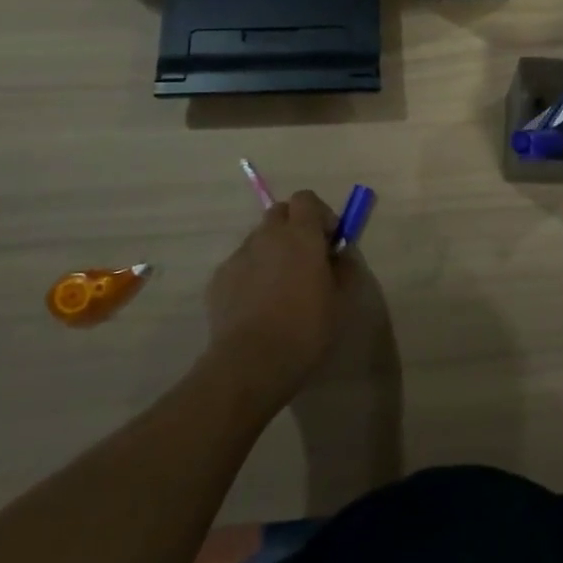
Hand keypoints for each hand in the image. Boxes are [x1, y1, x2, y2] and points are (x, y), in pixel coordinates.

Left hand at [204, 191, 357, 406]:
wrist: (251, 363)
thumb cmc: (305, 329)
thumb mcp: (341, 301)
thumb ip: (344, 268)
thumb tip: (341, 253)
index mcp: (300, 235)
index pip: (306, 199)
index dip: (320, 214)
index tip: (329, 240)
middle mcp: (267, 236)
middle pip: (280, 212)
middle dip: (294, 226)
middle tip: (307, 257)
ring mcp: (239, 256)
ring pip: (259, 239)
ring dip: (273, 250)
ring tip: (281, 285)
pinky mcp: (218, 279)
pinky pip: (241, 264)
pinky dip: (252, 273)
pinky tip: (258, 304)